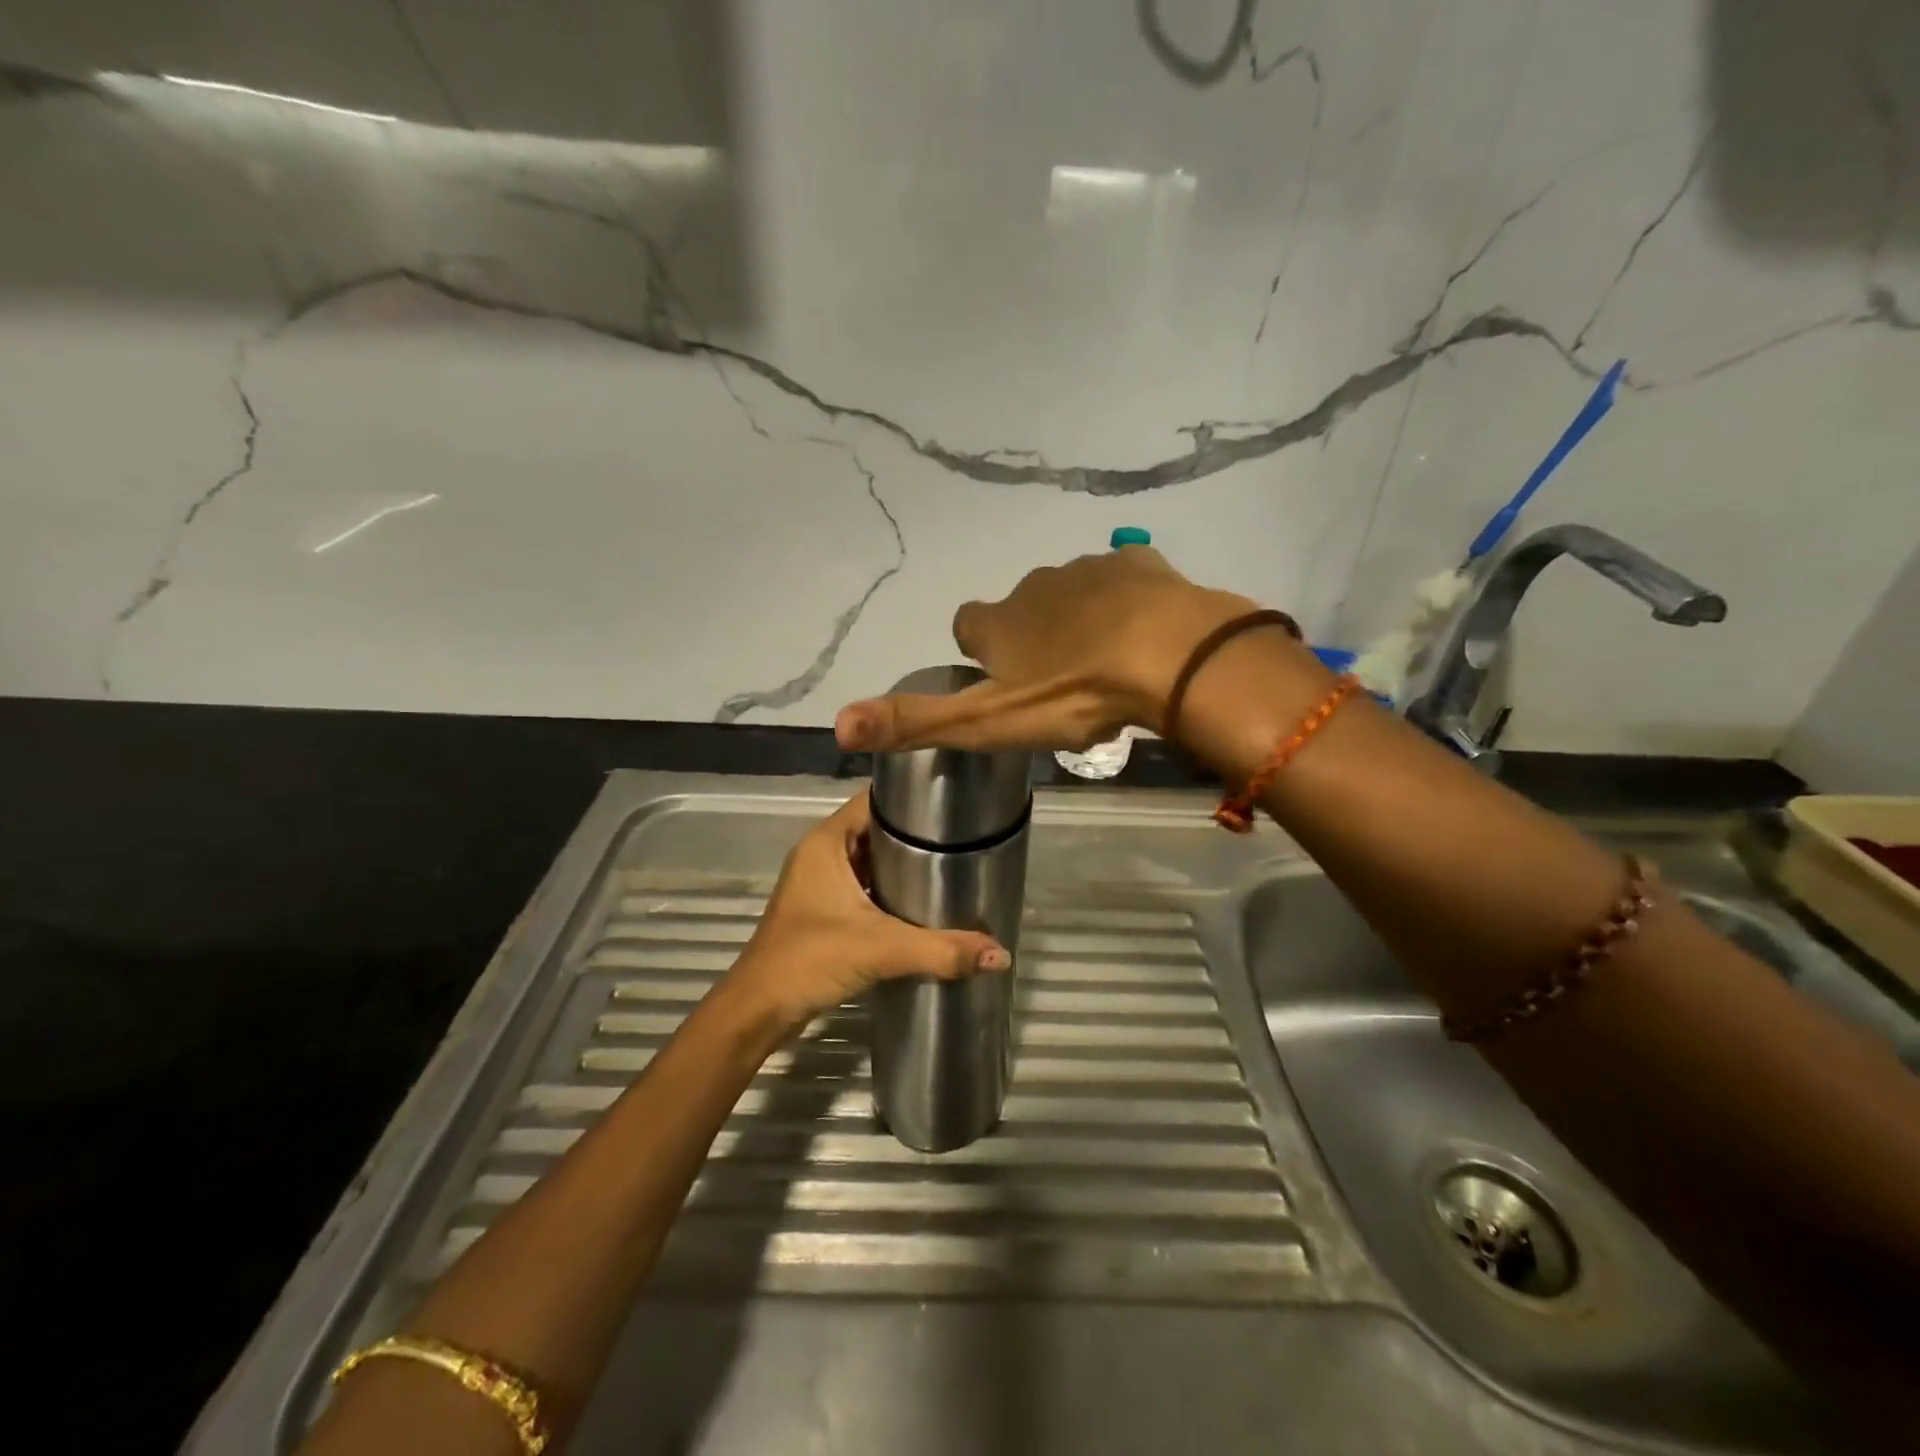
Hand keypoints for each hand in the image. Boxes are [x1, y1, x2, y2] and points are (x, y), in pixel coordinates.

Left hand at [725, 790, 1010, 1035]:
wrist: (759, 1010)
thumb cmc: (810, 960)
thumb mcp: (880, 949)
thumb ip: (941, 950)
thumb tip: (1000, 954)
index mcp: (827, 841)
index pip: (875, 800)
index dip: (912, 799)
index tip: (954, 806)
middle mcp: (821, 852)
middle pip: (875, 828)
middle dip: (915, 833)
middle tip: (964, 838)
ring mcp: (819, 882)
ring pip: (870, 858)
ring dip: (903, 863)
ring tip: (951, 865)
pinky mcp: (822, 909)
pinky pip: (863, 884)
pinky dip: (889, 888)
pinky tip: (921, 901)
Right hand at [834, 545, 1262, 752]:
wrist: (1168, 655)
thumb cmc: (1072, 693)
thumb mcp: (986, 722)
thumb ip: (914, 722)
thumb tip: (837, 723)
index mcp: (998, 623)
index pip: (967, 625)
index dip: (979, 650)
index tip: (1000, 680)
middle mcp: (1034, 586)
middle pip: (1021, 610)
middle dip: (1032, 638)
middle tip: (1060, 683)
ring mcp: (1088, 570)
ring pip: (1071, 595)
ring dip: (1079, 622)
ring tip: (1106, 665)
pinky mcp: (1139, 566)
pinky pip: (1122, 581)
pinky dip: (1125, 604)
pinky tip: (1144, 634)